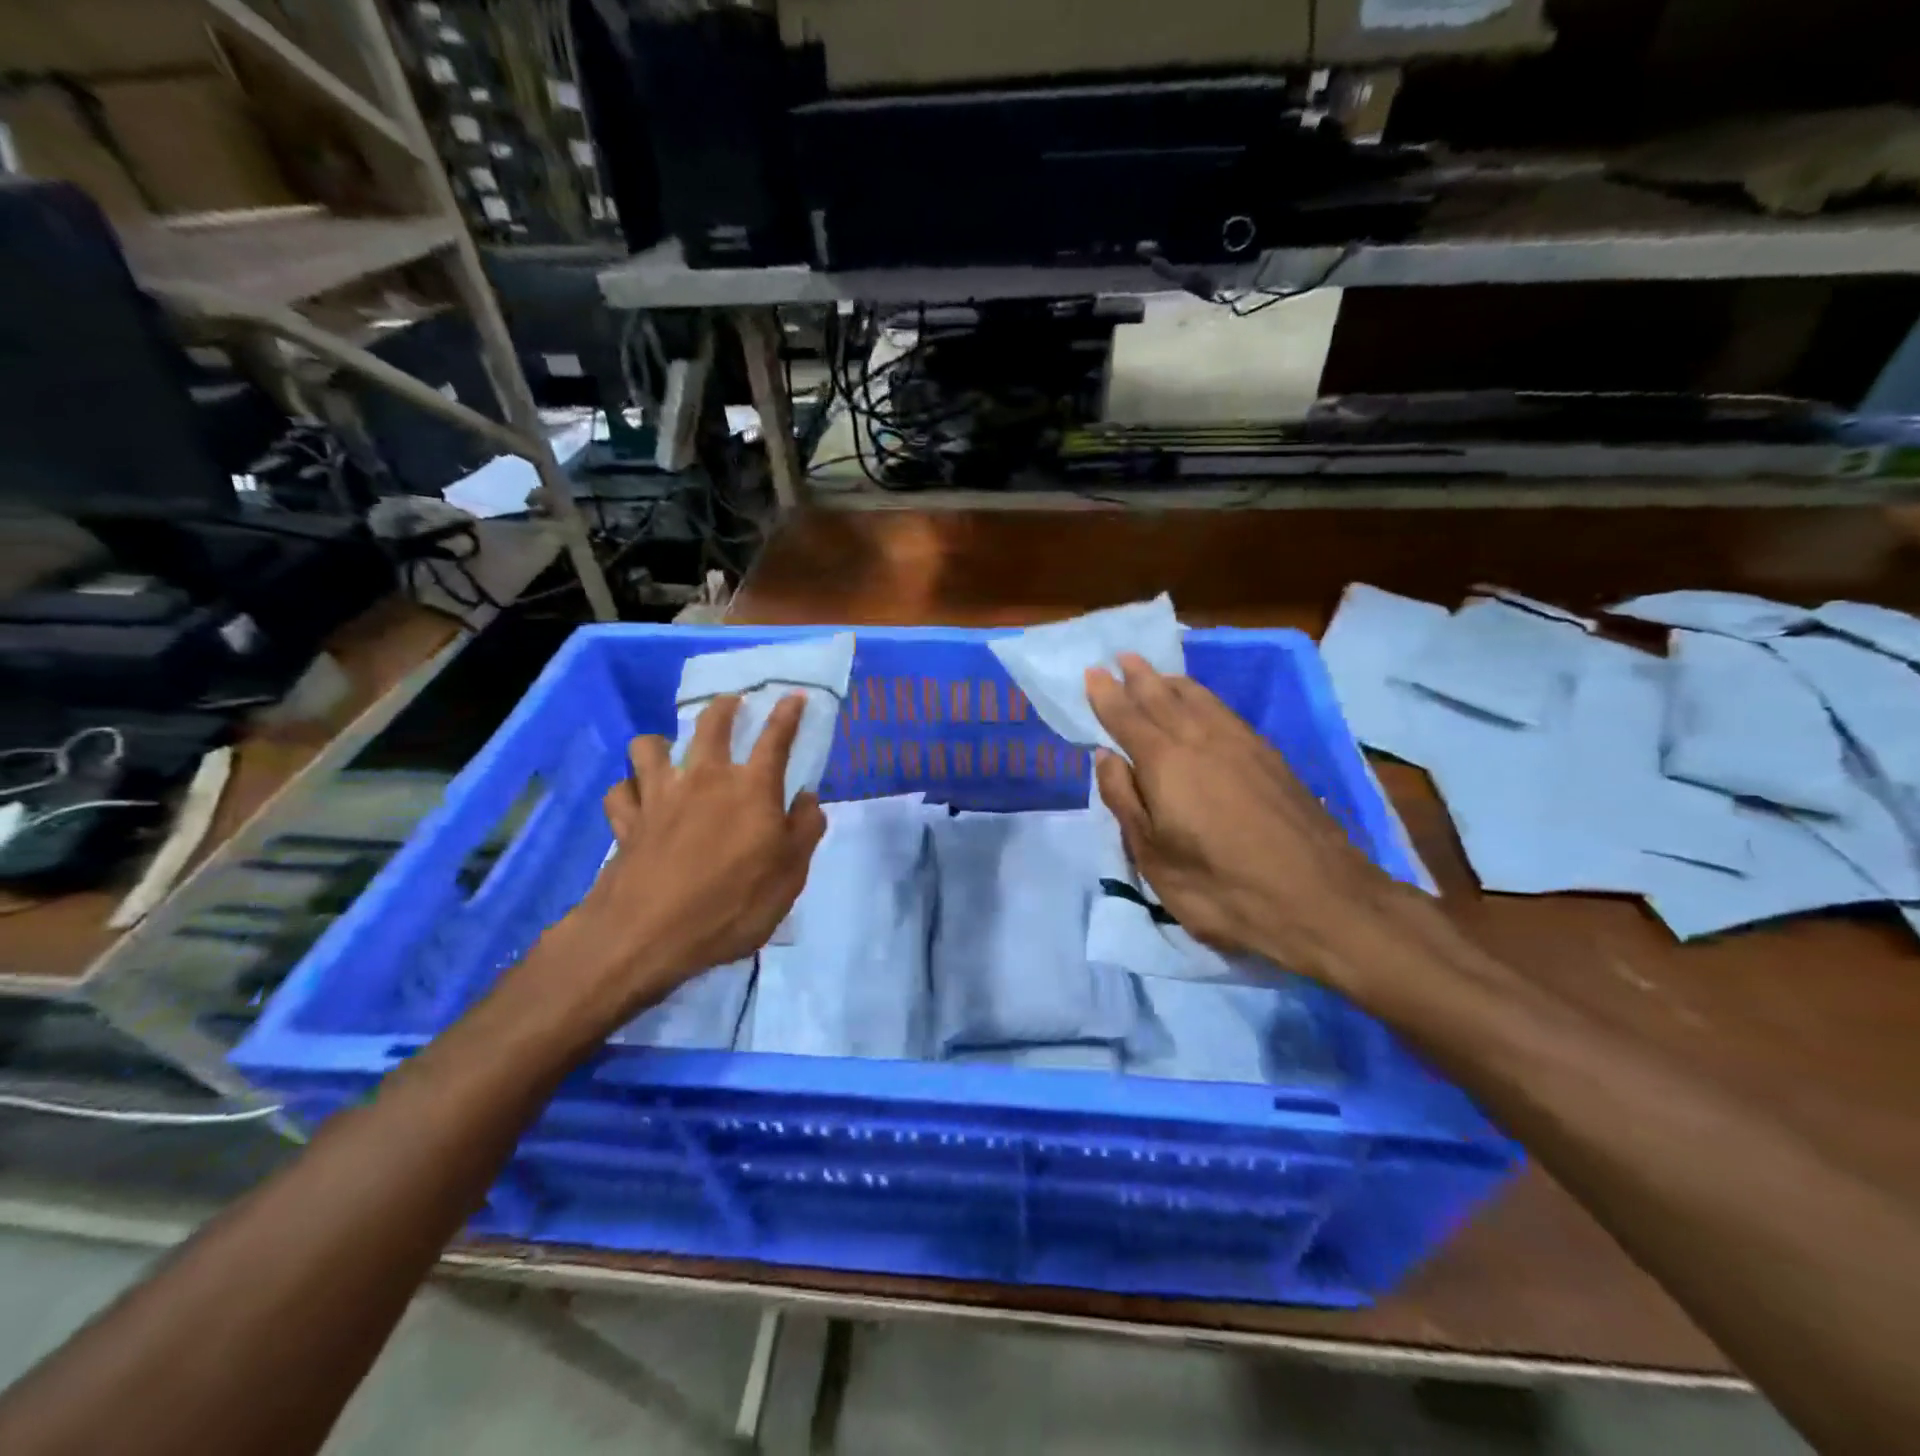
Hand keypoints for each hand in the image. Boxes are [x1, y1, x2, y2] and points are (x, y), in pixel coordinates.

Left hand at [529, 693, 826, 1030]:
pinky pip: (620, 791)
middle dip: (725, 707)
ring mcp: (659, 796)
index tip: (793, 695)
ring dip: (660, 743)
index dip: (787, 714)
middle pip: (711, 724)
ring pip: (648, 746)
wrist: (648, 935)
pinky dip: (629, 791)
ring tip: (670, 753)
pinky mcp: (626, 821)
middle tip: (732, 704)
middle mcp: (704, 779)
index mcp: (751, 788)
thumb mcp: (790, 876)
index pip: (775, 738)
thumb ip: (804, 831)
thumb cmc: (732, 904)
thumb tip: (807, 798)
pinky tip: (637, 800)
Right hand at [1086, 654, 1403, 984]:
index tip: (1092, 672)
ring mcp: (1240, 743)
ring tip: (1158, 674)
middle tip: (1123, 657)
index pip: (1126, 717)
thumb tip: (1105, 757)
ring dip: (1172, 682)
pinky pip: (1224, 710)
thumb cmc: (1219, 886)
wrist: (1318, 897)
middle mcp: (1200, 738)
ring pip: (1199, 698)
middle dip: (1139, 677)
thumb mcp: (1153, 856)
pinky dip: (1203, 697)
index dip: (1106, 695)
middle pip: (1163, 697)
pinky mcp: (1270, 756)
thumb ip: (1125, 801)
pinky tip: (1203, 705)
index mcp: (1164, 761)